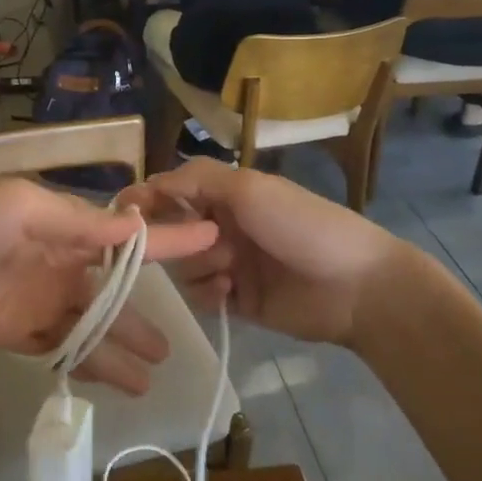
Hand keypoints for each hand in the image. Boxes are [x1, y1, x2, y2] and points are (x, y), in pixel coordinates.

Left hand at [0, 180, 216, 393]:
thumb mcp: (21, 209)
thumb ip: (78, 224)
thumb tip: (135, 227)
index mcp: (61, 224)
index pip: (123, 235)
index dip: (166, 240)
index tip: (210, 239)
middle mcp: (55, 261)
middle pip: (110, 291)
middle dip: (141, 315)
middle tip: (174, 346)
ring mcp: (35, 299)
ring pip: (89, 325)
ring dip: (118, 347)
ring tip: (153, 373)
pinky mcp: (12, 332)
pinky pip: (58, 348)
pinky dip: (85, 362)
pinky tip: (110, 380)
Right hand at [121, 160, 419, 345]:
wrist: (356, 286)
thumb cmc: (301, 225)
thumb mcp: (249, 188)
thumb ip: (195, 179)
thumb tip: (148, 182)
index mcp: (225, 193)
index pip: (171, 190)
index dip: (147, 200)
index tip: (124, 214)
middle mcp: (222, 224)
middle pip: (172, 230)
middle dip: (176, 238)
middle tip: (201, 243)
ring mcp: (230, 264)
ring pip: (183, 265)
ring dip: (197, 266)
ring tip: (226, 271)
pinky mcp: (238, 301)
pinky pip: (200, 296)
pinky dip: (208, 293)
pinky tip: (228, 293)